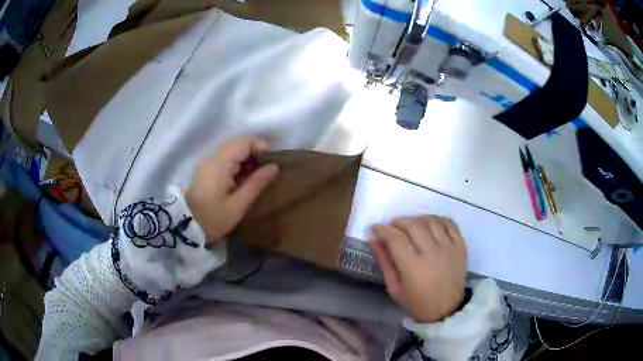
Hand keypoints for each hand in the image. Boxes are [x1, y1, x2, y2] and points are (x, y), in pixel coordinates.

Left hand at [185, 134, 278, 241]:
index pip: (245, 141)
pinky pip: (226, 156)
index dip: (262, 147)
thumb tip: (274, 167)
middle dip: (255, 152)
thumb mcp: (238, 204)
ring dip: (247, 157)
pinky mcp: (206, 167)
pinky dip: (238, 162)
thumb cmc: (213, 217)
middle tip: (265, 171)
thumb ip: (256, 183)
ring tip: (255, 176)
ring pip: (233, 148)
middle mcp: (213, 155)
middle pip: (239, 141)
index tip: (271, 164)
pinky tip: (242, 178)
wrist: (186, 225)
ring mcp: (208, 161)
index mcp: (221, 162)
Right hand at [370, 215, 466, 322]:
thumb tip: (374, 239)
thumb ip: (384, 262)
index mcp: (413, 267)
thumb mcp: (394, 287)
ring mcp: (449, 247)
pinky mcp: (460, 246)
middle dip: (398, 222)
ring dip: (416, 219)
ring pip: (430, 221)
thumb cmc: (417, 302)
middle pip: (413, 225)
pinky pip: (449, 223)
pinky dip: (437, 219)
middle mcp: (432, 253)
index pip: (395, 238)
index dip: (383, 229)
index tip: (376, 228)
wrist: (446, 309)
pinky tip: (429, 225)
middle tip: (392, 228)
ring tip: (410, 226)